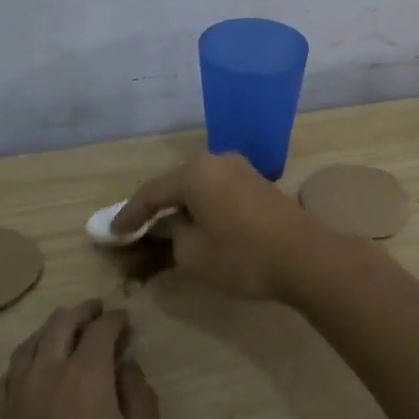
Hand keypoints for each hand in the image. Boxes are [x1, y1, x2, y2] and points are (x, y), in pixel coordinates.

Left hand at [0, 301, 166, 418]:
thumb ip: (141, 399)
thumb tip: (127, 368)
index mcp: (84, 380)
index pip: (100, 330)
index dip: (116, 319)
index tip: (127, 320)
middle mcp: (44, 378)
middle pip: (59, 326)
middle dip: (82, 312)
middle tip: (99, 311)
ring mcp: (13, 403)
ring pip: (29, 347)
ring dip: (51, 330)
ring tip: (68, 330)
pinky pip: (6, 378)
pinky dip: (23, 362)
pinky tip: (32, 371)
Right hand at [112, 153, 329, 299]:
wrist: (306, 257)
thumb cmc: (243, 256)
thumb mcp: (194, 255)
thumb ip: (171, 238)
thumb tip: (170, 228)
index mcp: (195, 173)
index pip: (152, 193)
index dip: (129, 216)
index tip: (112, 233)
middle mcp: (216, 161)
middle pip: (175, 185)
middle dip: (154, 209)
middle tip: (134, 230)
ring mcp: (240, 169)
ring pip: (197, 188)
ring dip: (180, 208)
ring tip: (162, 229)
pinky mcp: (257, 183)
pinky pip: (216, 191)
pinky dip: (201, 207)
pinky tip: (196, 224)